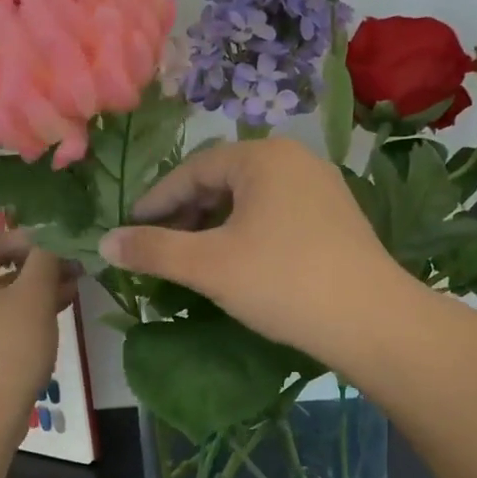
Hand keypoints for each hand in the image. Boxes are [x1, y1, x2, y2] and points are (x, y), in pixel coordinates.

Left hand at [0, 174, 74, 430]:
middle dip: (30, 243)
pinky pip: (1, 306)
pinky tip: (65, 300)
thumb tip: (57, 226)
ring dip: (36, 273)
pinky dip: (28, 299)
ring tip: (79, 273)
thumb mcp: (31, 299)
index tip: (5, 177)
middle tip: (72, 247)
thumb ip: (46, 257)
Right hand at [101, 138, 407, 362]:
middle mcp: (295, 160)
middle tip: (159, 247)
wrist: (371, 320)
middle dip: (186, 214)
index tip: (130, 229)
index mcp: (263, 157)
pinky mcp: (336, 218)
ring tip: (193, 258)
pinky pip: (276, 215)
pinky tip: (238, 263)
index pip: (193, 170)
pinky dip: (246, 233)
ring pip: (250, 200)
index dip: (156, 201)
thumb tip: (105, 242)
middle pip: (223, 181)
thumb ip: (153, 250)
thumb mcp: (208, 265)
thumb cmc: (282, 281)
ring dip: (215, 226)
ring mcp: (321, 188)